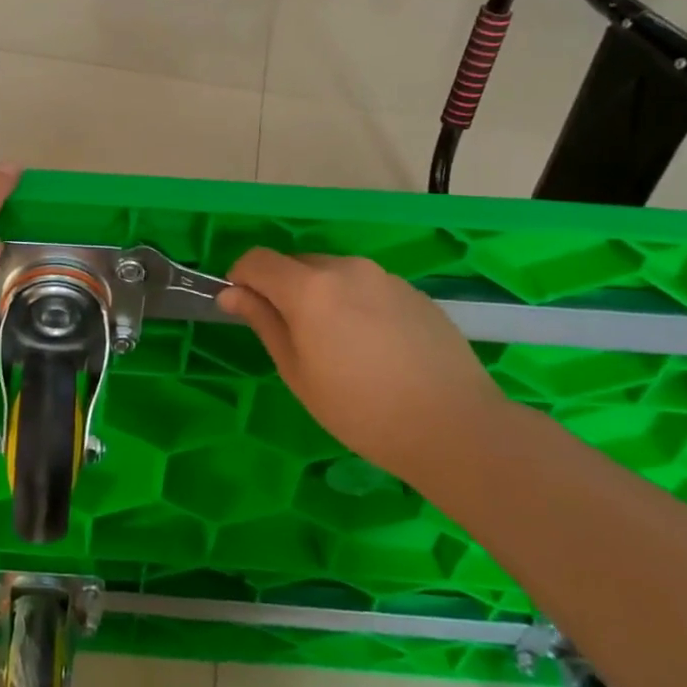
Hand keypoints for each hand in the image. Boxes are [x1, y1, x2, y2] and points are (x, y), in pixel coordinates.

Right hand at [215, 250, 504, 475]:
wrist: (454, 427)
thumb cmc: (361, 410)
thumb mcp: (297, 371)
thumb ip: (263, 321)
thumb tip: (231, 293)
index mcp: (309, 286)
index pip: (257, 259)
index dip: (241, 279)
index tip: (243, 309)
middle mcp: (345, 268)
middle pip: (295, 263)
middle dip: (281, 288)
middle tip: (291, 336)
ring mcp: (383, 276)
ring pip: (332, 273)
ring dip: (319, 295)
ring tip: (336, 344)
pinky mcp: (412, 291)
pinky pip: (365, 286)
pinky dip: (353, 303)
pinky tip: (372, 346)